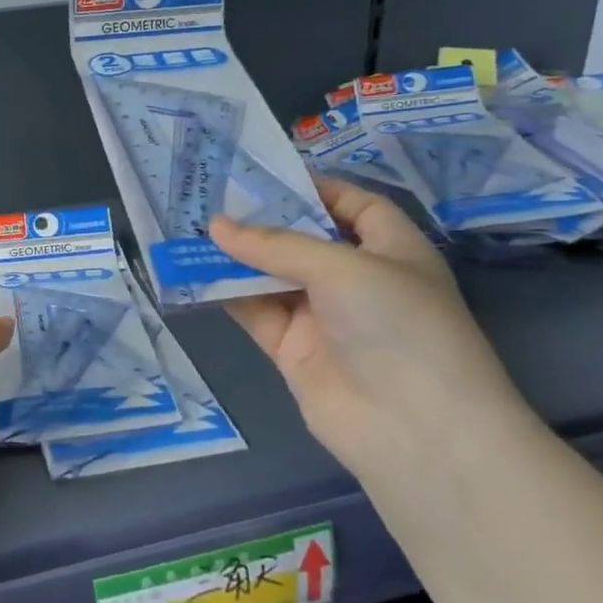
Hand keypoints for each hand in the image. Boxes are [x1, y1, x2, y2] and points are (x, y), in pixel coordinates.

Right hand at [210, 179, 538, 478]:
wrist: (413, 428)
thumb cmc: (397, 324)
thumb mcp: (342, 267)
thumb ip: (276, 245)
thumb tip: (215, 226)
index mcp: (390, 249)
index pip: (353, 205)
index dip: (313, 187)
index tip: (262, 174)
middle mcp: (357, 279)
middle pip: (303, 240)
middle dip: (261, 220)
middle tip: (210, 195)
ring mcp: (323, 316)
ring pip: (271, 275)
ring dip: (236, 256)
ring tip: (190, 226)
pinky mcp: (292, 349)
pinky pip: (255, 311)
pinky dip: (227, 293)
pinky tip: (194, 270)